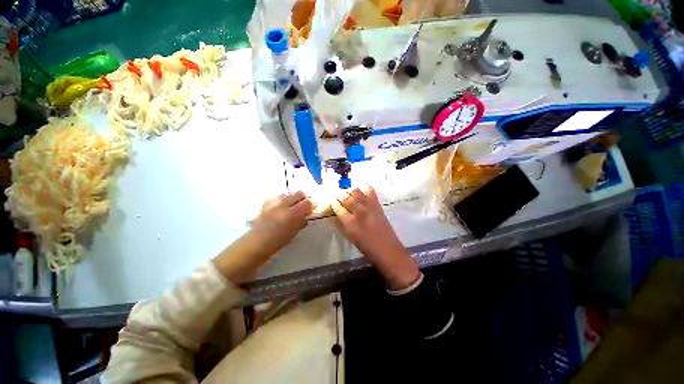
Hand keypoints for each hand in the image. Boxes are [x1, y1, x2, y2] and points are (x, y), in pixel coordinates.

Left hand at [213, 191, 311, 283]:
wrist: (251, 247)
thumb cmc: (275, 244)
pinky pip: (276, 198)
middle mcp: (282, 205)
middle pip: (297, 194)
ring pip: (287, 194)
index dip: (312, 203)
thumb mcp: (292, 234)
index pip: (306, 203)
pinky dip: (281, 199)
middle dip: (304, 196)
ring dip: (293, 197)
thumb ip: (300, 223)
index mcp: (290, 214)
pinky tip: (281, 205)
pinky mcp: (264, 205)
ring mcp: (272, 204)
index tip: (315, 206)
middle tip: (307, 202)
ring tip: (295, 203)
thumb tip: (306, 216)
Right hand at [332, 185, 419, 289]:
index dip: (332, 202)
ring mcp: (369, 206)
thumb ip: (340, 224)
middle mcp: (359, 212)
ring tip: (346, 192)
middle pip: (345, 197)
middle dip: (338, 194)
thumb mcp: (349, 237)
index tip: (330, 200)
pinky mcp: (377, 204)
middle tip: (335, 194)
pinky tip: (359, 186)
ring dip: (348, 190)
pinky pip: (369, 190)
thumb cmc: (366, 246)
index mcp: (350, 223)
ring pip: (355, 191)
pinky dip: (363, 186)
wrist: (387, 249)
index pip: (337, 207)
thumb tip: (334, 213)